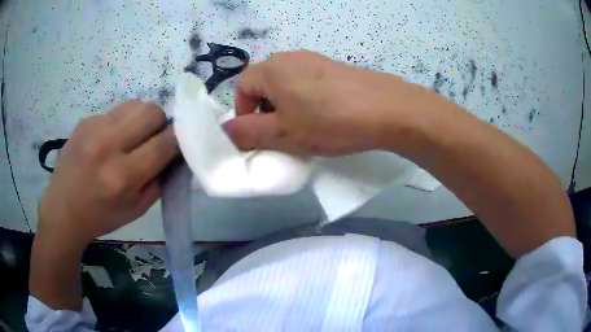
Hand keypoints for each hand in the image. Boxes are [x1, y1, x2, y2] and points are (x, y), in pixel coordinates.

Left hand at [38, 100, 178, 248]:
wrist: (63, 209)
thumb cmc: (101, 216)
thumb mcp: (137, 210)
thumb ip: (159, 180)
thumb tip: (174, 154)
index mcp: (123, 176)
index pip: (164, 143)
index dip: (178, 140)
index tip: (178, 144)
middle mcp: (109, 146)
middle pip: (152, 112)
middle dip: (161, 124)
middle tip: (153, 140)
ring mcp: (94, 128)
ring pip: (136, 104)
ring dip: (142, 119)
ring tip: (133, 136)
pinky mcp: (85, 121)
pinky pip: (116, 110)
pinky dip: (122, 121)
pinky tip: (111, 139)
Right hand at [223, 50, 433, 155]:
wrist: (386, 109)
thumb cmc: (328, 120)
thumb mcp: (283, 132)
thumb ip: (248, 132)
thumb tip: (225, 130)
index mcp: (271, 68)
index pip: (242, 87)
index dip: (243, 113)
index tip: (258, 135)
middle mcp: (289, 57)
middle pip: (264, 85)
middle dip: (266, 112)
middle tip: (282, 135)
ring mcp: (314, 60)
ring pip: (287, 85)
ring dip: (287, 108)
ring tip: (305, 128)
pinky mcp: (334, 68)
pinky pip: (308, 84)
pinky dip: (307, 101)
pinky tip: (325, 117)